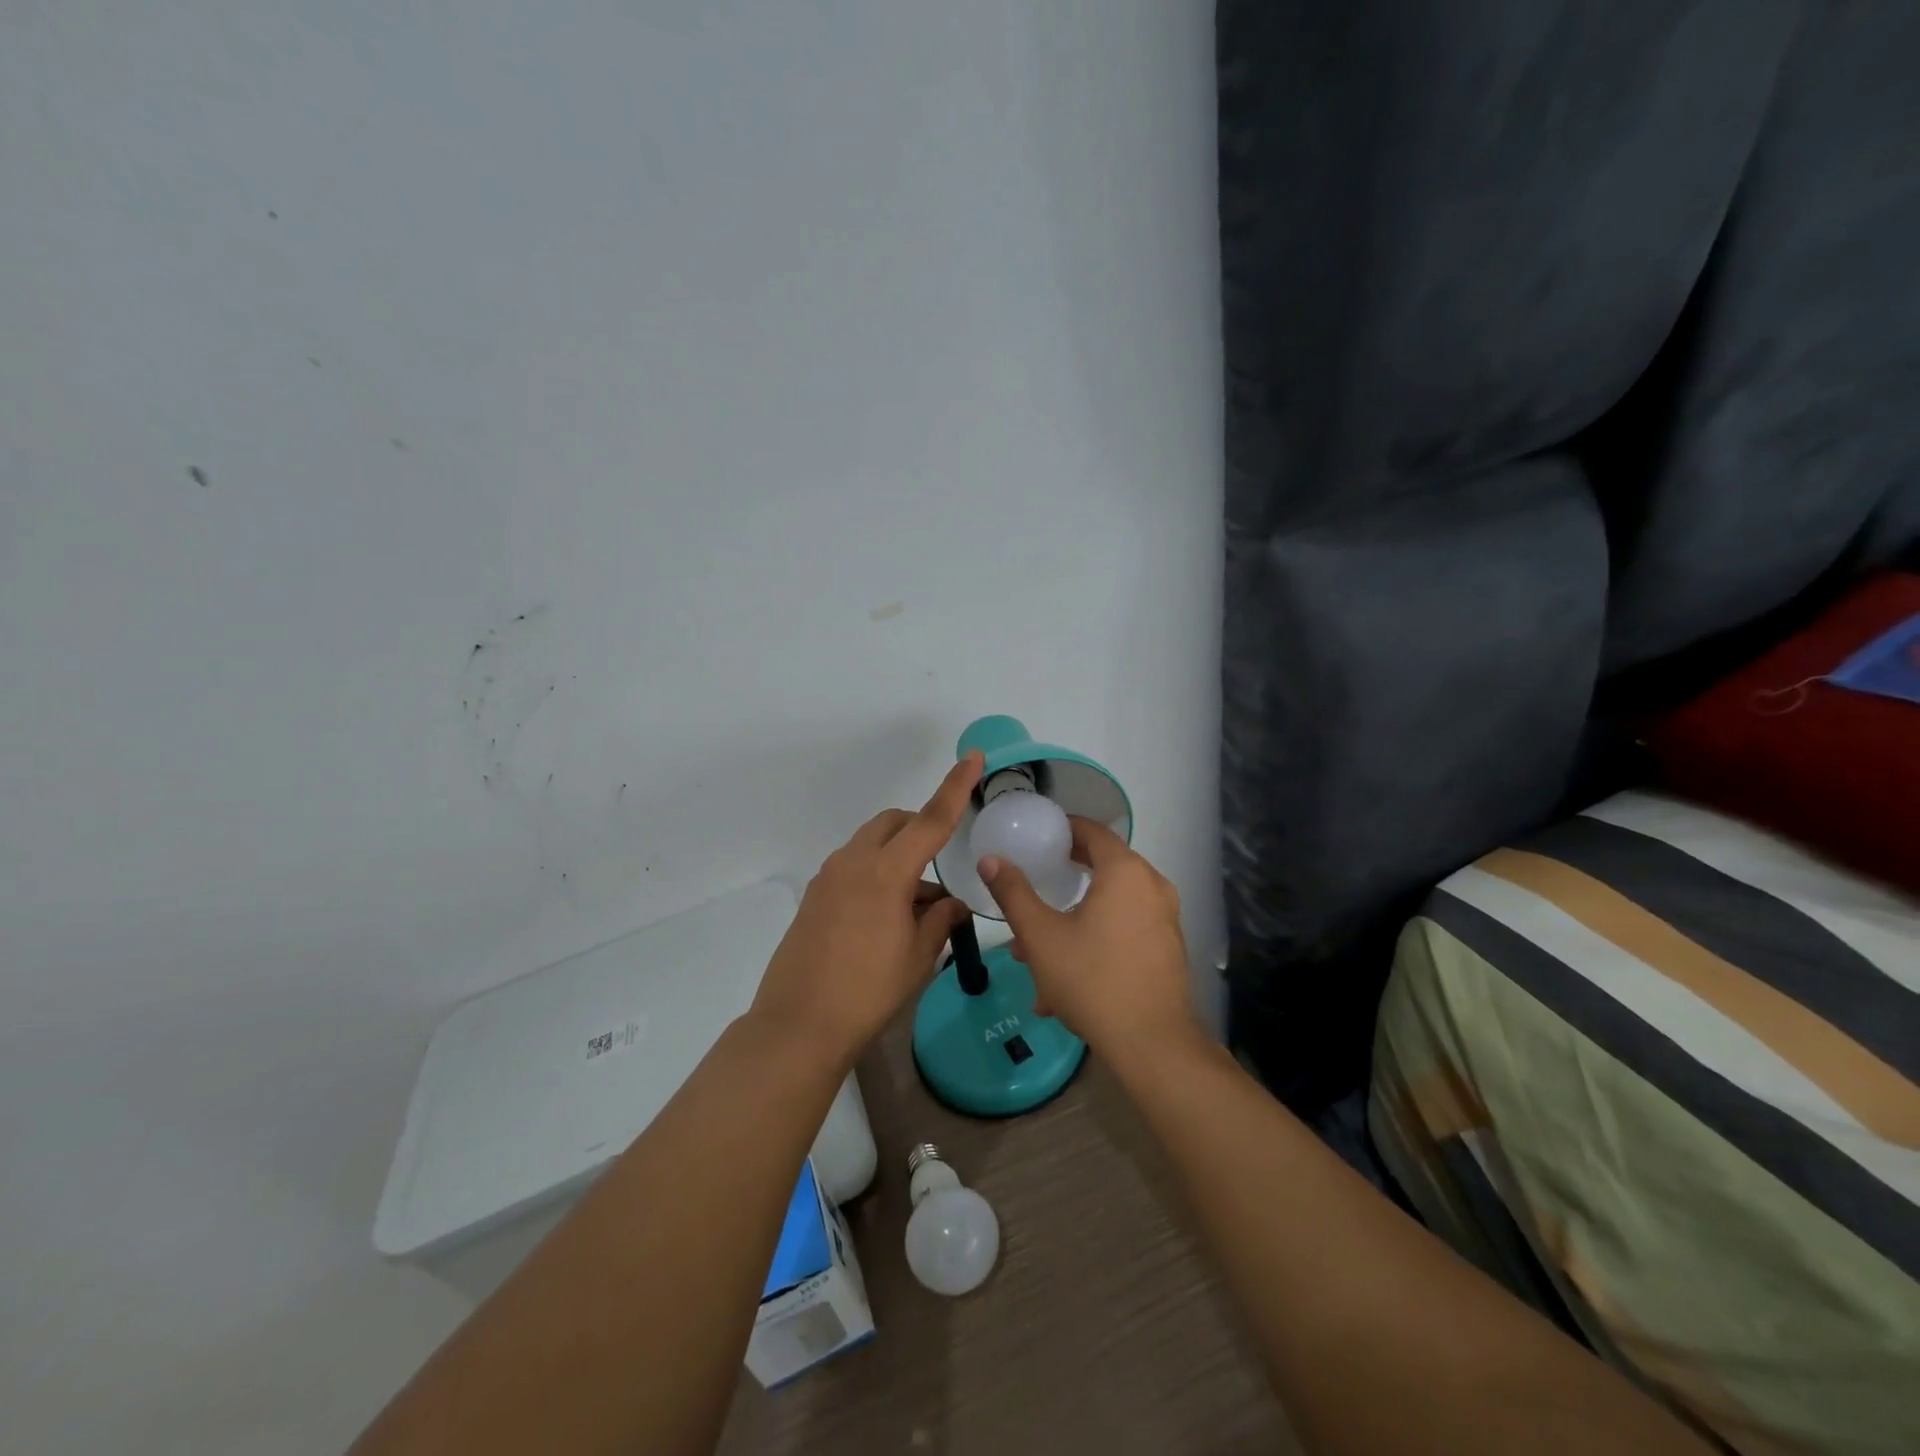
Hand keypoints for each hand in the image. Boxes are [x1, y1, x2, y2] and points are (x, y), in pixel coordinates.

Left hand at [750, 751, 983, 1067]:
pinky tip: (885, 917)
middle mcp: (853, 862)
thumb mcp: (918, 956)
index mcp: (885, 872)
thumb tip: (951, 904)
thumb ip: (940, 920)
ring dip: (898, 856)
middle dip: (921, 827)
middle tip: (942, 862)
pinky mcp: (814, 896)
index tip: (972, 757)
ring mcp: (828, 877)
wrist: (799, 1024)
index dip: (955, 787)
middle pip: (894, 823)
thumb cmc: (869, 991)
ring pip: (871, 844)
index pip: (930, 820)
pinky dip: (876, 873)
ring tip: (917, 906)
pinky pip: (853, 867)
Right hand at [980, 818, 1196, 1054]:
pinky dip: (1094, 940)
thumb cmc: (1092, 979)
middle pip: (1102, 868)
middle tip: (1032, 883)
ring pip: (1109, 906)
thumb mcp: (1041, 935)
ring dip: (1071, 920)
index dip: (1063, 829)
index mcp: (1125, 872)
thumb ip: (1014, 893)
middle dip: (1062, 881)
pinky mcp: (1166, 949)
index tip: (1036, 837)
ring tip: (1033, 952)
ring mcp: (1164, 920)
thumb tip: (991, 859)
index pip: (1093, 831)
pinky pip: (1123, 930)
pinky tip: (1061, 981)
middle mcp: (1152, 887)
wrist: (1151, 1044)